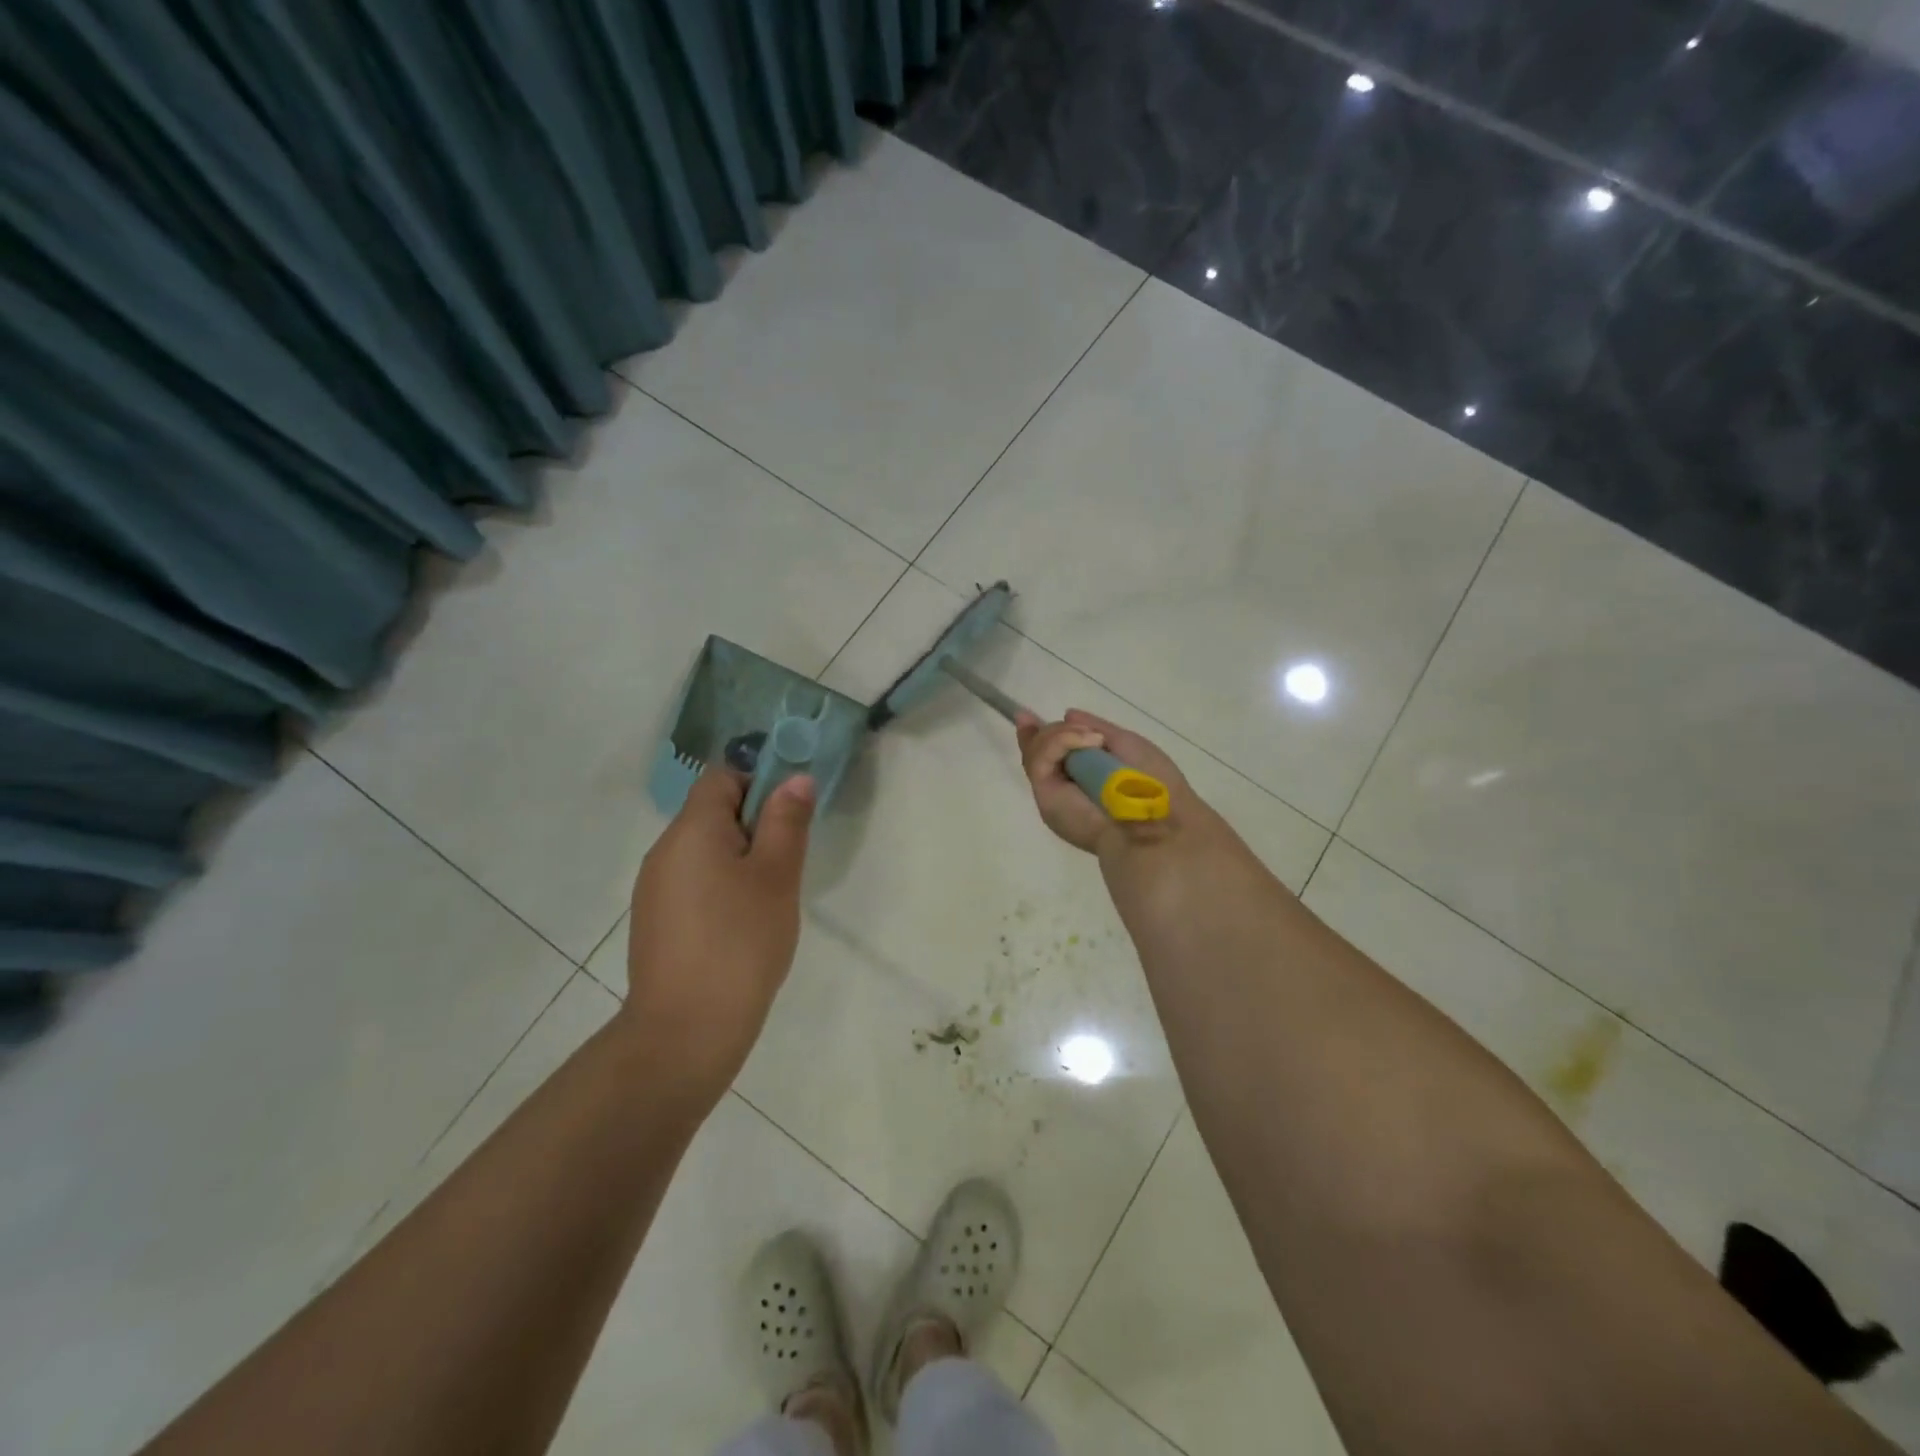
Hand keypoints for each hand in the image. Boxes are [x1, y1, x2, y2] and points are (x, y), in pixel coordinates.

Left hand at [621, 768, 814, 1101]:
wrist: (685, 1032)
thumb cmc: (740, 942)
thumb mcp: (777, 876)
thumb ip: (787, 821)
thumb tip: (795, 777)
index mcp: (691, 830)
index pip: (722, 776)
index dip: (759, 782)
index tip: (789, 817)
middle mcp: (664, 851)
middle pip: (712, 813)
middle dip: (755, 826)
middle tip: (786, 864)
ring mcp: (654, 889)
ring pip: (705, 851)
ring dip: (740, 860)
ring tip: (768, 900)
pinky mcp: (655, 922)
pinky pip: (694, 884)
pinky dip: (721, 889)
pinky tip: (741, 927)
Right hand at [1014, 709, 1197, 856]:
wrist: (1153, 823)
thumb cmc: (1150, 785)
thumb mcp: (1128, 745)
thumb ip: (1097, 729)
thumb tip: (1068, 714)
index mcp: (1085, 777)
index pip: (1053, 754)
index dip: (1042, 735)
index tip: (1027, 716)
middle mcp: (1065, 785)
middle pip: (1038, 750)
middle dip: (1050, 732)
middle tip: (1081, 731)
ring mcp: (1052, 790)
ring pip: (1036, 750)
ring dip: (1062, 735)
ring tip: (1093, 741)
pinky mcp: (1044, 793)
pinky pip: (1038, 759)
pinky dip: (1060, 741)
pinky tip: (1086, 742)